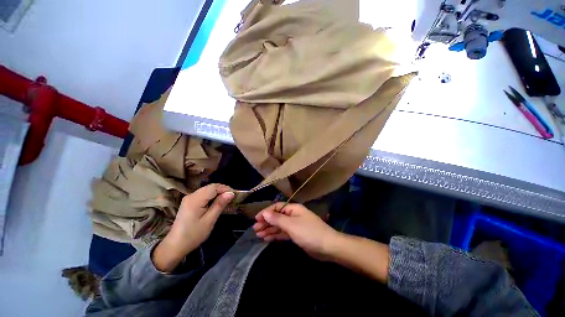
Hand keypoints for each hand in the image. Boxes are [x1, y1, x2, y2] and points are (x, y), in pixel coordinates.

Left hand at [152, 184, 234, 271]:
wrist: (175, 245)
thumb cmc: (194, 234)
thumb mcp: (209, 220)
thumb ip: (220, 204)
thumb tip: (231, 193)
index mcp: (195, 199)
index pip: (213, 187)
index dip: (225, 188)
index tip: (235, 194)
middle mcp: (191, 195)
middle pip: (210, 187)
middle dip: (222, 190)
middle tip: (232, 197)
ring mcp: (189, 198)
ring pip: (207, 190)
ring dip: (218, 193)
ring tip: (227, 200)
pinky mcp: (189, 202)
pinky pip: (203, 194)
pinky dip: (212, 196)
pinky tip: (217, 202)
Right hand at [253, 203, 338, 260]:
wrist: (327, 247)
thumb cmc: (309, 232)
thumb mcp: (291, 225)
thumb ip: (277, 219)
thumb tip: (265, 213)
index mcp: (293, 209)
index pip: (277, 207)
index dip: (266, 212)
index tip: (256, 219)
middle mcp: (293, 215)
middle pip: (277, 217)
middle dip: (266, 222)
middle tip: (255, 229)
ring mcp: (295, 226)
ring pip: (279, 226)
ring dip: (269, 229)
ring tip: (258, 235)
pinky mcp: (296, 235)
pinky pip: (283, 233)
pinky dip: (275, 235)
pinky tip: (267, 238)